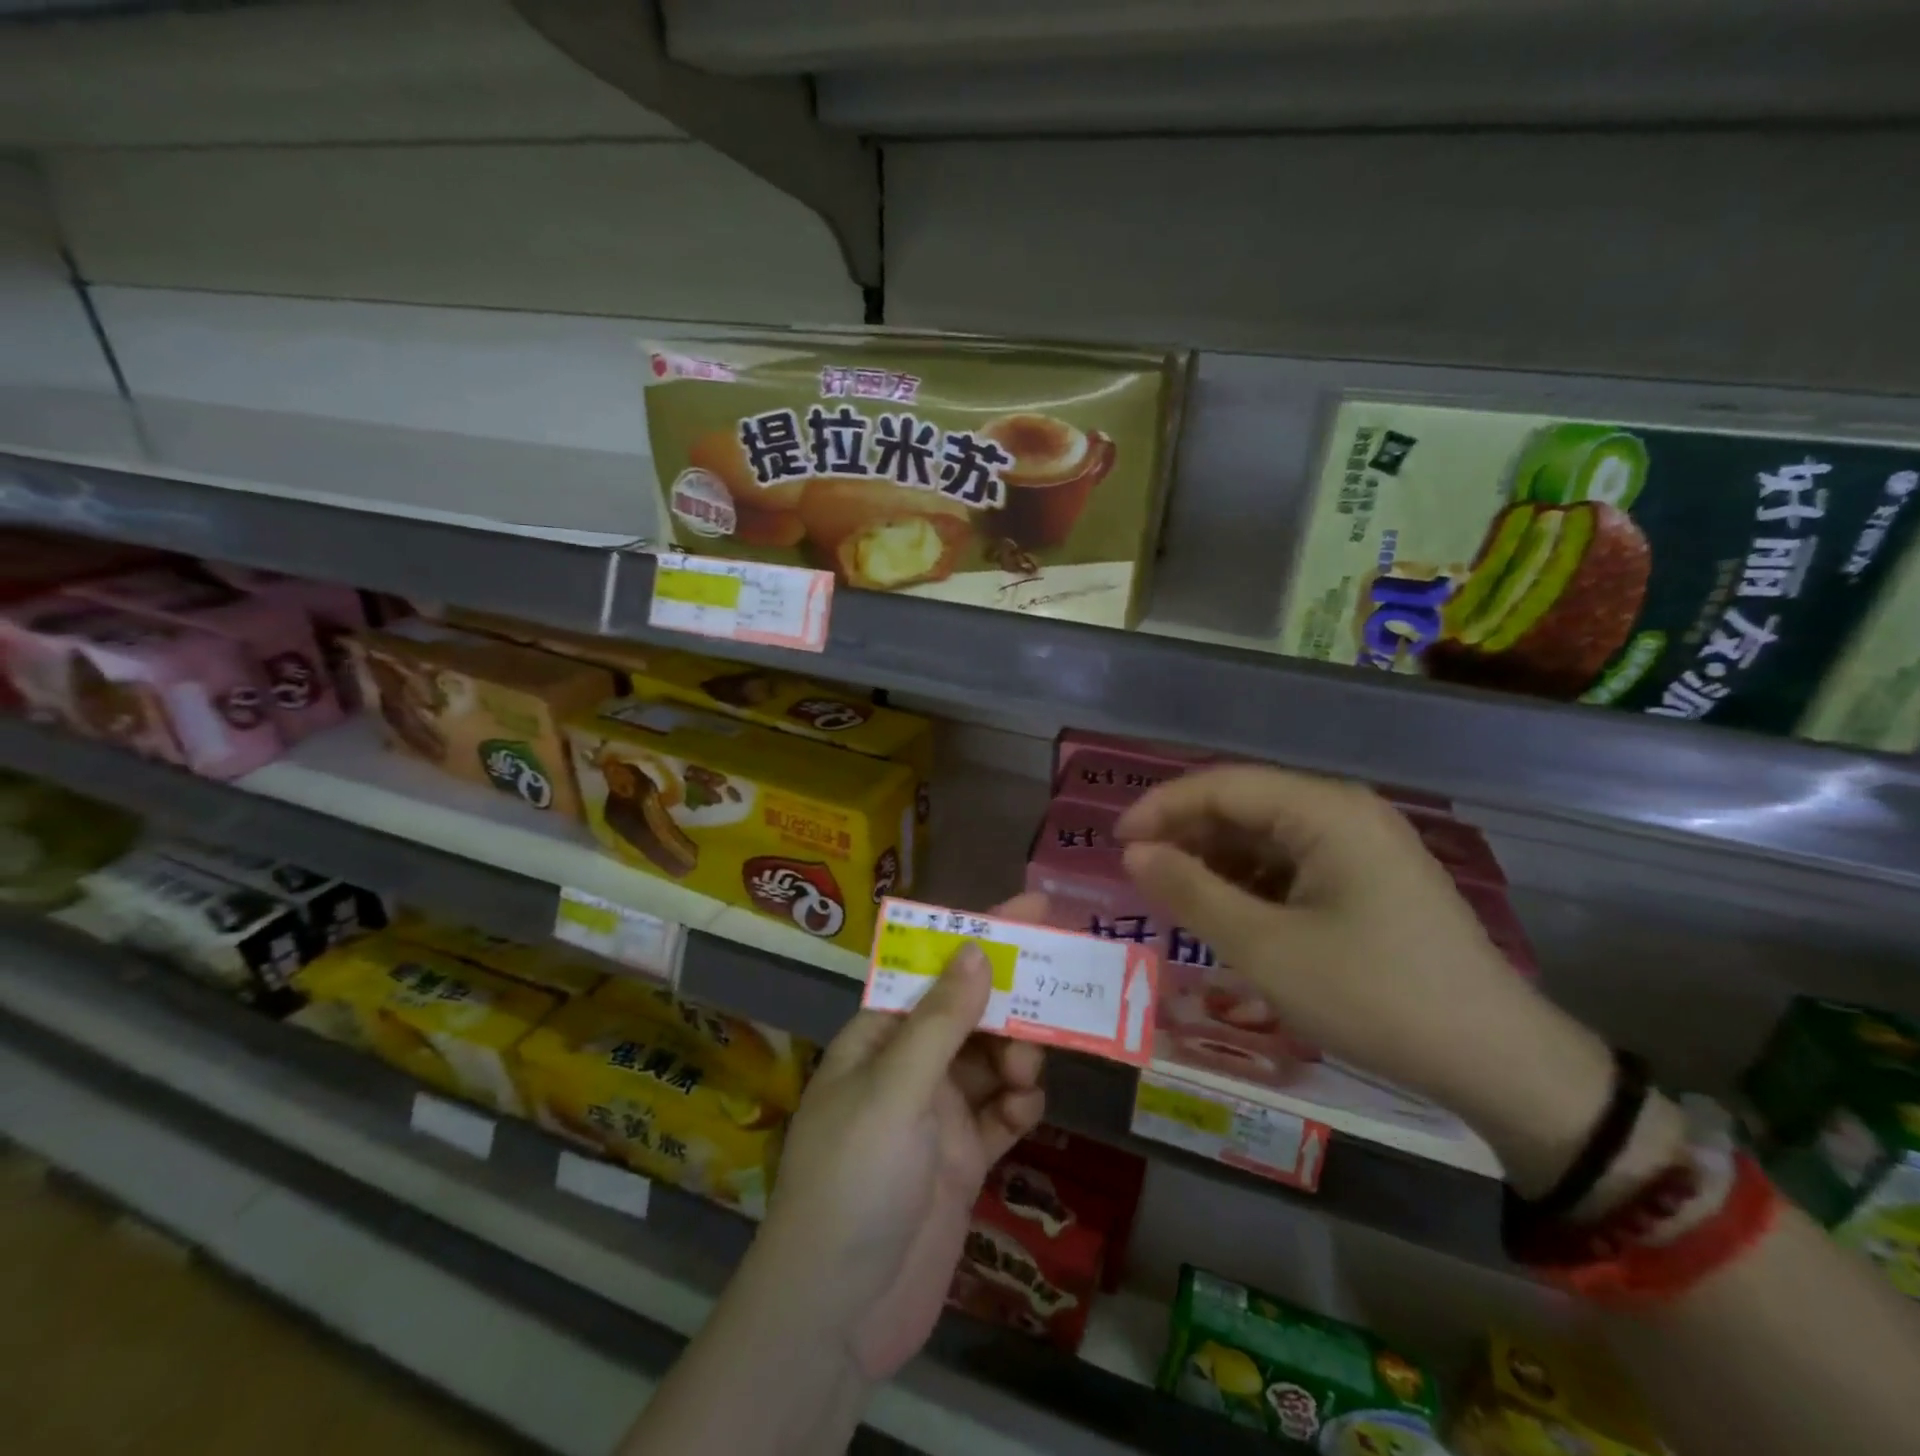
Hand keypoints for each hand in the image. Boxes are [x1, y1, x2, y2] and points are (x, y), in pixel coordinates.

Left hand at [750, 893, 1047, 1380]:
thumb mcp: (894, 1091)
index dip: (981, 935)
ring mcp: (936, 1114)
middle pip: (971, 1014)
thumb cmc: (854, 1182)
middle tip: (1057, 992)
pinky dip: (1018, 1106)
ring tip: (1027, 1074)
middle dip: (1010, 1004)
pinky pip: (1001, 1114)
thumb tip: (976, 948)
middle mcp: (908, 1066)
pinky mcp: (961, 1160)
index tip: (1034, 909)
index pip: (934, 969)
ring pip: (992, 1061)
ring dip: (1017, 1057)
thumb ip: (940, 1022)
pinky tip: (1025, 1113)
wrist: (837, 1316)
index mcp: (880, 1036)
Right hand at [1118, 766, 1614, 1194]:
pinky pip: (1292, 862)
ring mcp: (1361, 843)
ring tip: (1173, 896)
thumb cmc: (1373, 996)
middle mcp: (1343, 810)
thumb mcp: (1266, 948)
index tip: (1115, 845)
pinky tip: (1226, 912)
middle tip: (1139, 874)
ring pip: (1265, 835)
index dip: (1160, 809)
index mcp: (1324, 809)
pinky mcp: (1369, 877)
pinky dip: (1250, 881)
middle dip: (1186, 835)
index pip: (1221, 784)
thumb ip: (1191, 892)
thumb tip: (1134, 853)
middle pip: (1244, 804)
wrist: (1497, 1061)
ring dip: (1215, 860)